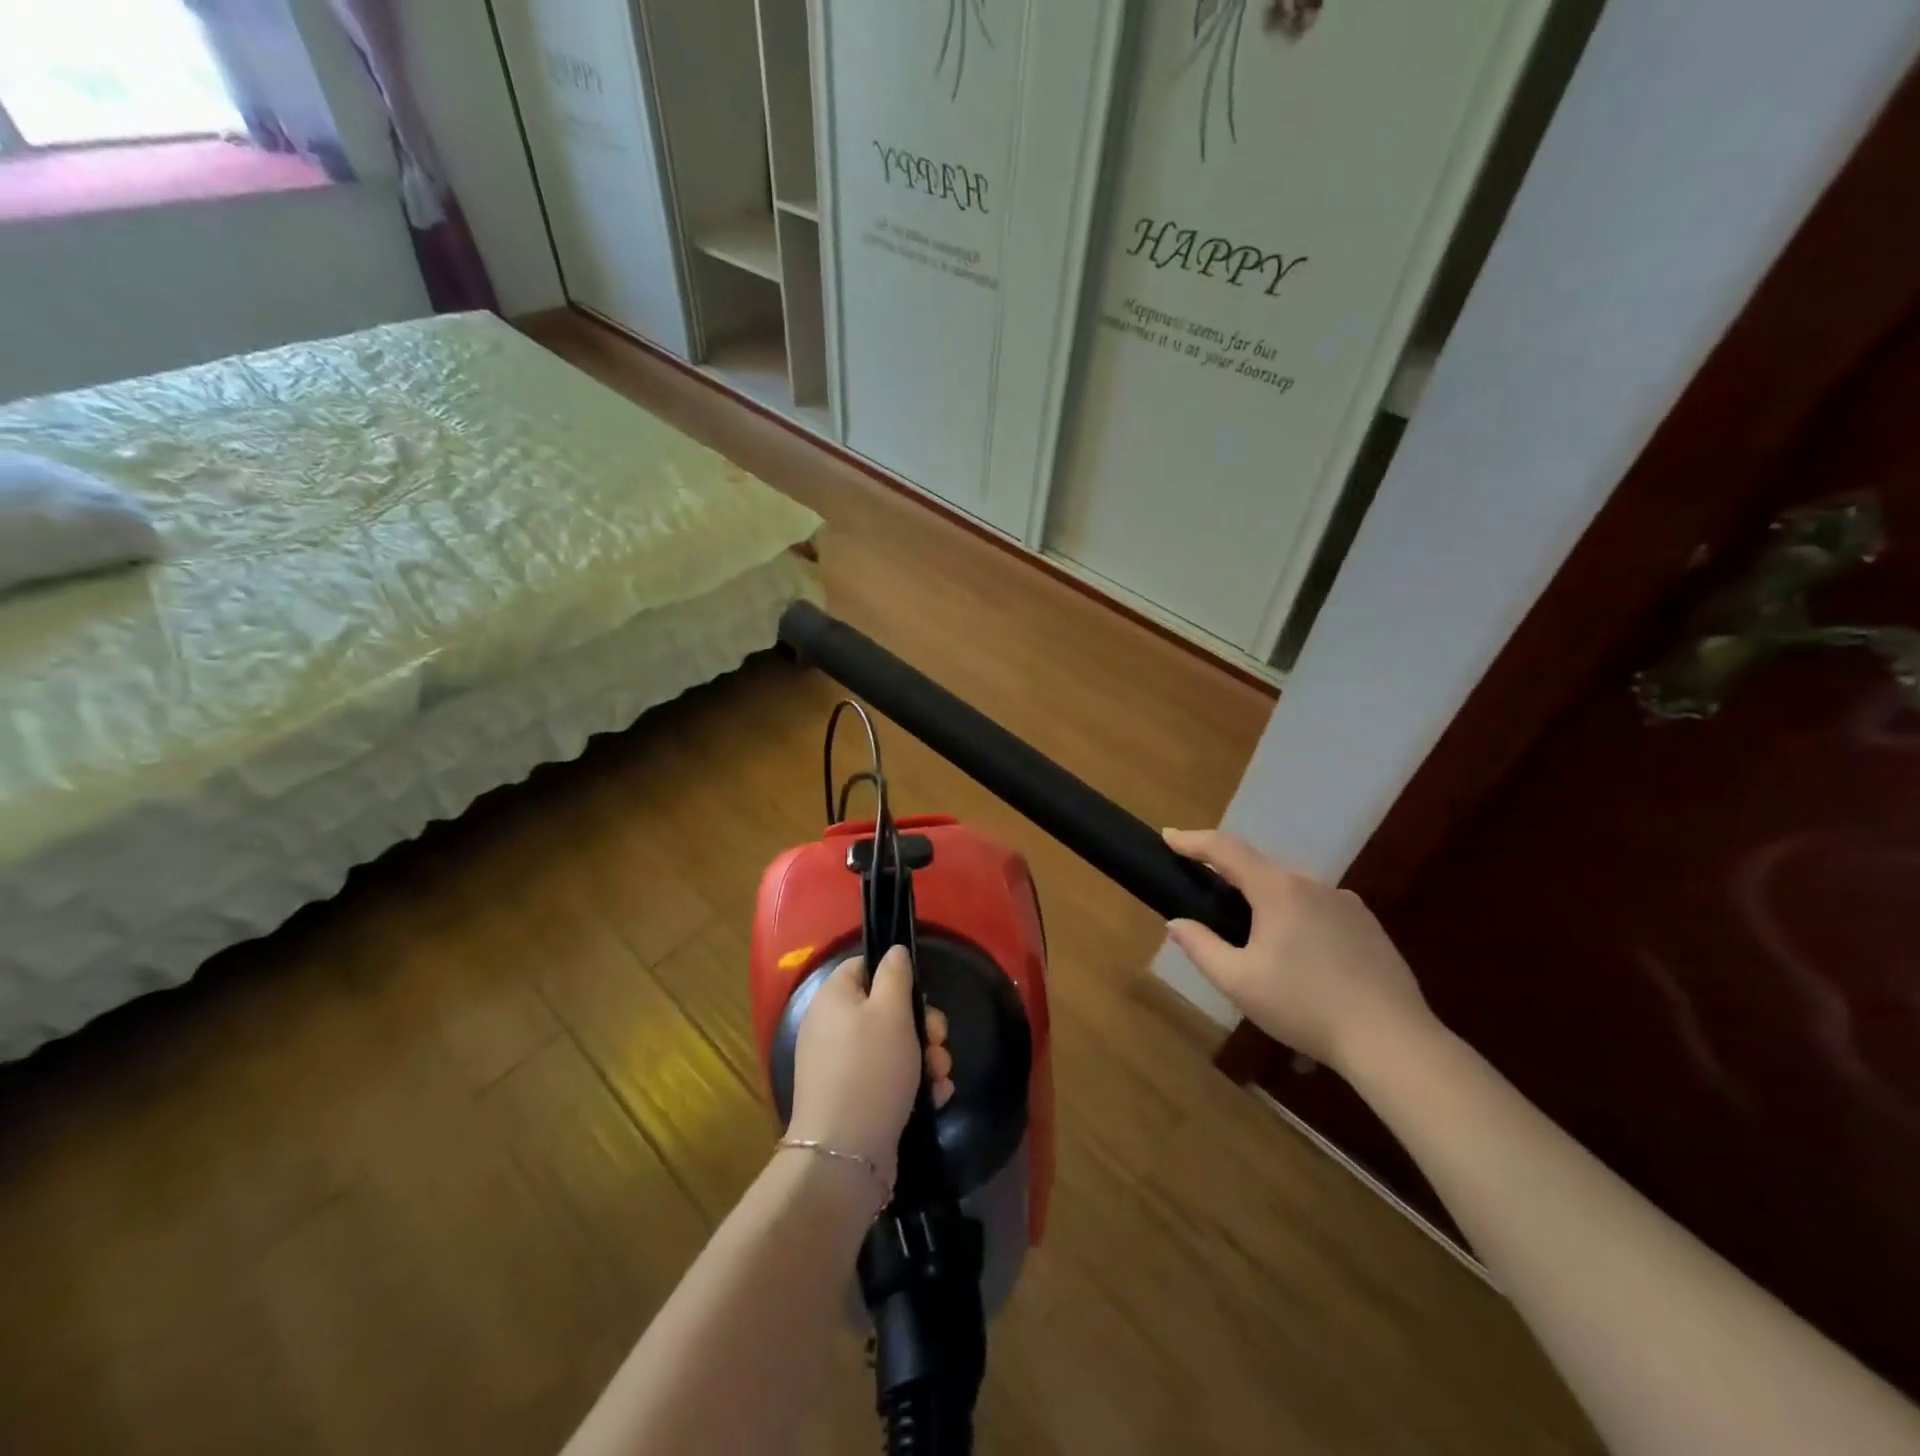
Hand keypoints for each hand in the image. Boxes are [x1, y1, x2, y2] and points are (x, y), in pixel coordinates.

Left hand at [786, 947, 953, 1186]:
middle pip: (884, 1009)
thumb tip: (894, 951)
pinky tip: (936, 1096)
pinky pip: (888, 1078)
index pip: (863, 966)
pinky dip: (913, 1084)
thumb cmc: (871, 1068)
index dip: (894, 975)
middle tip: (938, 1039)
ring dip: (925, 1056)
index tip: (919, 993)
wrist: (845, 1154)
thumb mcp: (891, 1010)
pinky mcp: (853, 1098)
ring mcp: (841, 1066)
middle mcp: (831, 1028)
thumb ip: (896, 974)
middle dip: (921, 1024)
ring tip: (941, 1075)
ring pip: (893, 1046)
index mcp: (833, 998)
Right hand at [1164, 829, 1435, 1073]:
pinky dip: (1299, 922)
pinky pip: (1320, 911)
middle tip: (1210, 903)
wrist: (1392, 1040)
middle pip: (1261, 870)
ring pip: (1293, 892)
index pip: (1227, 850)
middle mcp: (1313, 885)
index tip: (1168, 837)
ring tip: (1259, 947)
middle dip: (1232, 879)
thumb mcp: (1239, 982)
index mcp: (1278, 890)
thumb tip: (1177, 923)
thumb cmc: (1305, 1007)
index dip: (1194, 841)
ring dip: (1268, 906)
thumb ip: (1201, 947)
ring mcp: (1347, 904)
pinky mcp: (1369, 927)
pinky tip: (1302, 964)